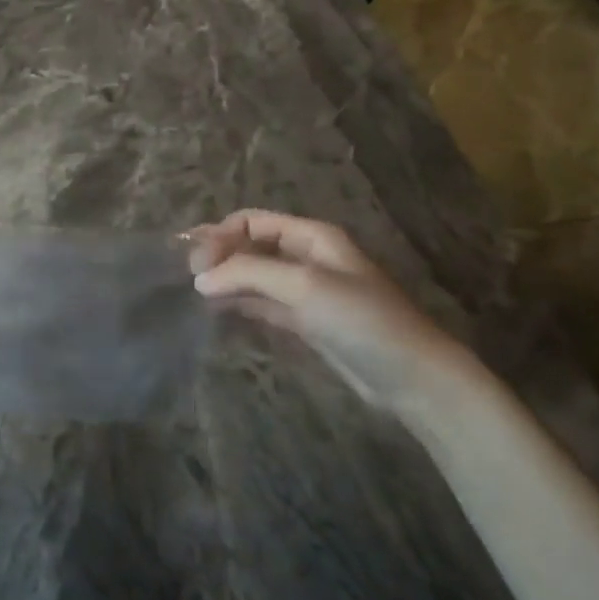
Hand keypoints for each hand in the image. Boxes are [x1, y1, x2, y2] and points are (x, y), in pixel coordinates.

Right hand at [186, 209, 479, 414]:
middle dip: (219, 254)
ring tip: (193, 292)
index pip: (252, 221)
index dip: (221, 234)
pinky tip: (216, 310)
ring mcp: (306, 291)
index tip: (195, 261)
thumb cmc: (361, 319)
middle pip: (251, 245)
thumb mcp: (304, 286)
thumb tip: (199, 278)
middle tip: (186, 275)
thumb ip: (249, 274)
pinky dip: (240, 302)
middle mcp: (306, 257)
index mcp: (311, 236)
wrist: (412, 377)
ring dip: (226, 278)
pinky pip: (263, 303)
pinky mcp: (305, 322)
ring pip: (254, 275)